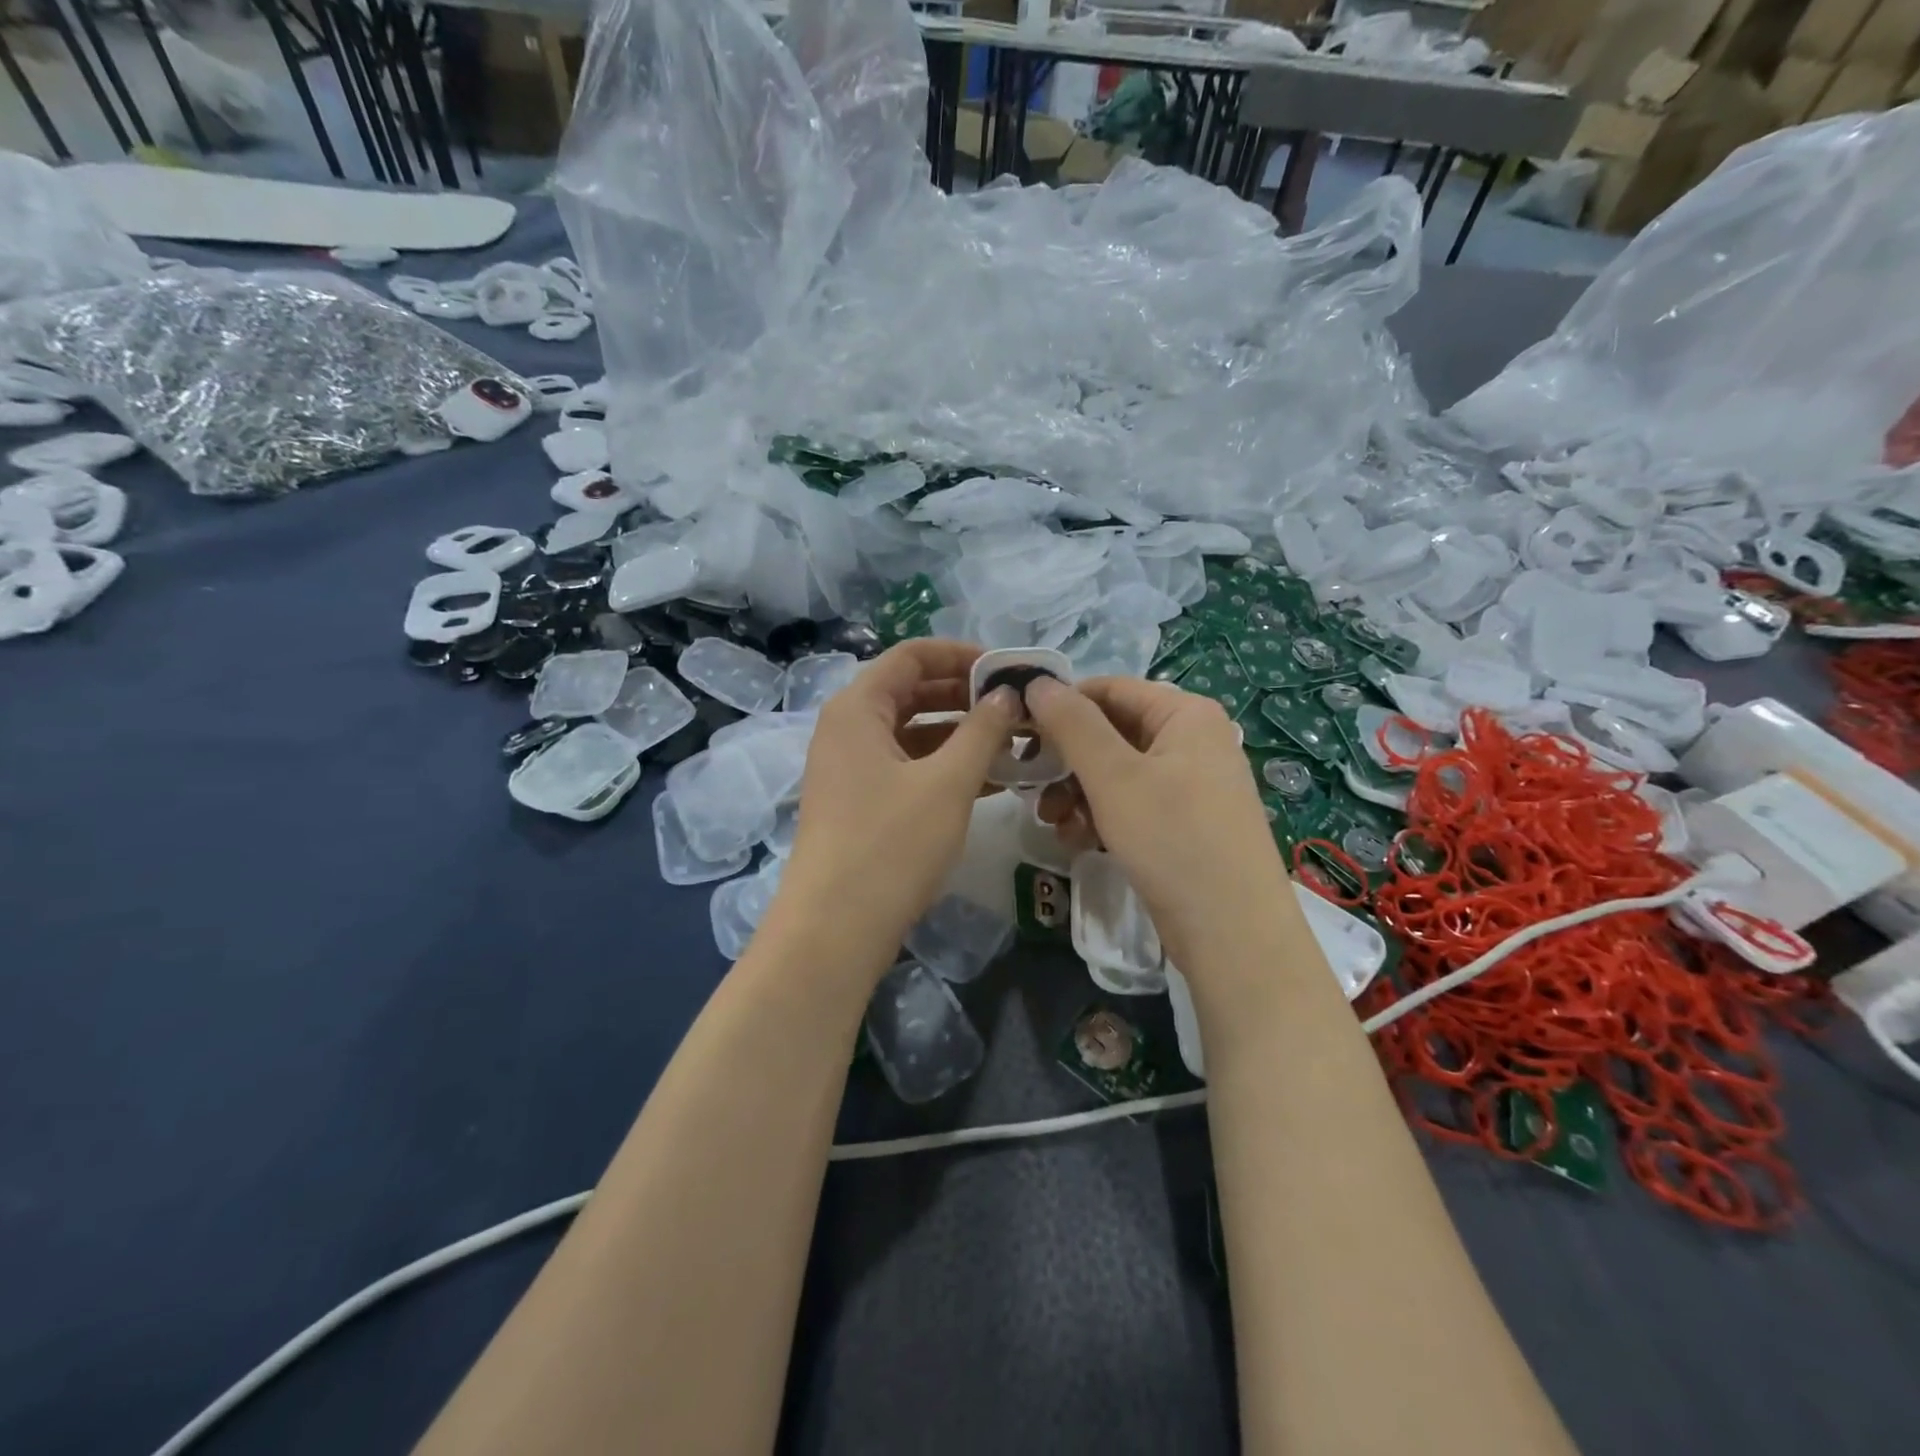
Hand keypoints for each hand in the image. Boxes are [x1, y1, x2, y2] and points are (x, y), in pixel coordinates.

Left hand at [774, 640, 1017, 970]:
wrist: (836, 928)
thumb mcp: (948, 782)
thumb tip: (1008, 694)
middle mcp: (848, 728)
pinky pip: (907, 766)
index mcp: (858, 708)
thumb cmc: (892, 844)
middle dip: (966, 694)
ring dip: (960, 733)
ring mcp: (851, 768)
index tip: (1007, 669)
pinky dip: (944, 766)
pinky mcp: (860, 802)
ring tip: (1013, 742)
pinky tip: (991, 779)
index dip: (962, 654)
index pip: (912, 655)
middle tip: (1017, 706)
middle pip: (911, 691)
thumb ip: (983, 730)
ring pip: (912, 732)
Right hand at [1026, 675, 1296, 971]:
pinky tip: (1078, 843)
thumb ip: (1073, 724)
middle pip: (1111, 733)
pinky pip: (1132, 805)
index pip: (1110, 689)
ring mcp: (1191, 785)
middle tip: (1030, 787)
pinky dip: (1101, 817)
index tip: (1019, 732)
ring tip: (1053, 823)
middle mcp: (1193, 741)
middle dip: (1067, 761)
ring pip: (1117, 774)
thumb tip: (1037, 681)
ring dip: (1077, 794)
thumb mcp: (1114, 777)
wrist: (1233, 935)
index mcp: (1186, 714)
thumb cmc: (1173, 840)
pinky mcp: (1185, 824)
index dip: (1061, 705)